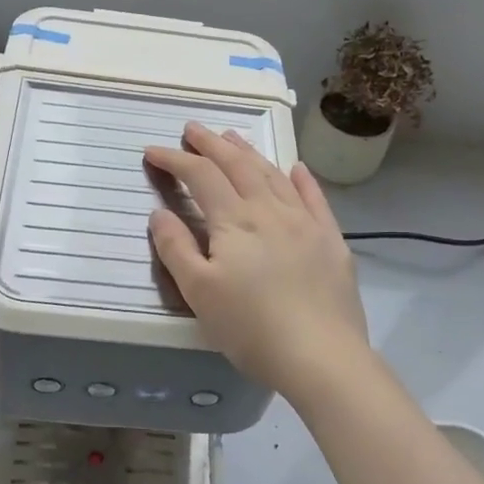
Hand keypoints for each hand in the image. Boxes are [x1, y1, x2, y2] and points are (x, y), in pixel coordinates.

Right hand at [145, 122, 369, 396]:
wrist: (321, 356)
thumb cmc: (251, 328)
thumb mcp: (199, 292)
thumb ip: (176, 248)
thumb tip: (159, 212)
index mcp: (235, 221)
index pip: (200, 176)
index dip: (175, 160)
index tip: (152, 151)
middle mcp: (271, 210)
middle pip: (238, 165)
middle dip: (211, 144)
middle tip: (192, 128)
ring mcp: (306, 222)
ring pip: (273, 175)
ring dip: (249, 152)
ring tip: (233, 138)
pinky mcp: (331, 240)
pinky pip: (314, 197)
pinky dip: (300, 179)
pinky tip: (295, 168)